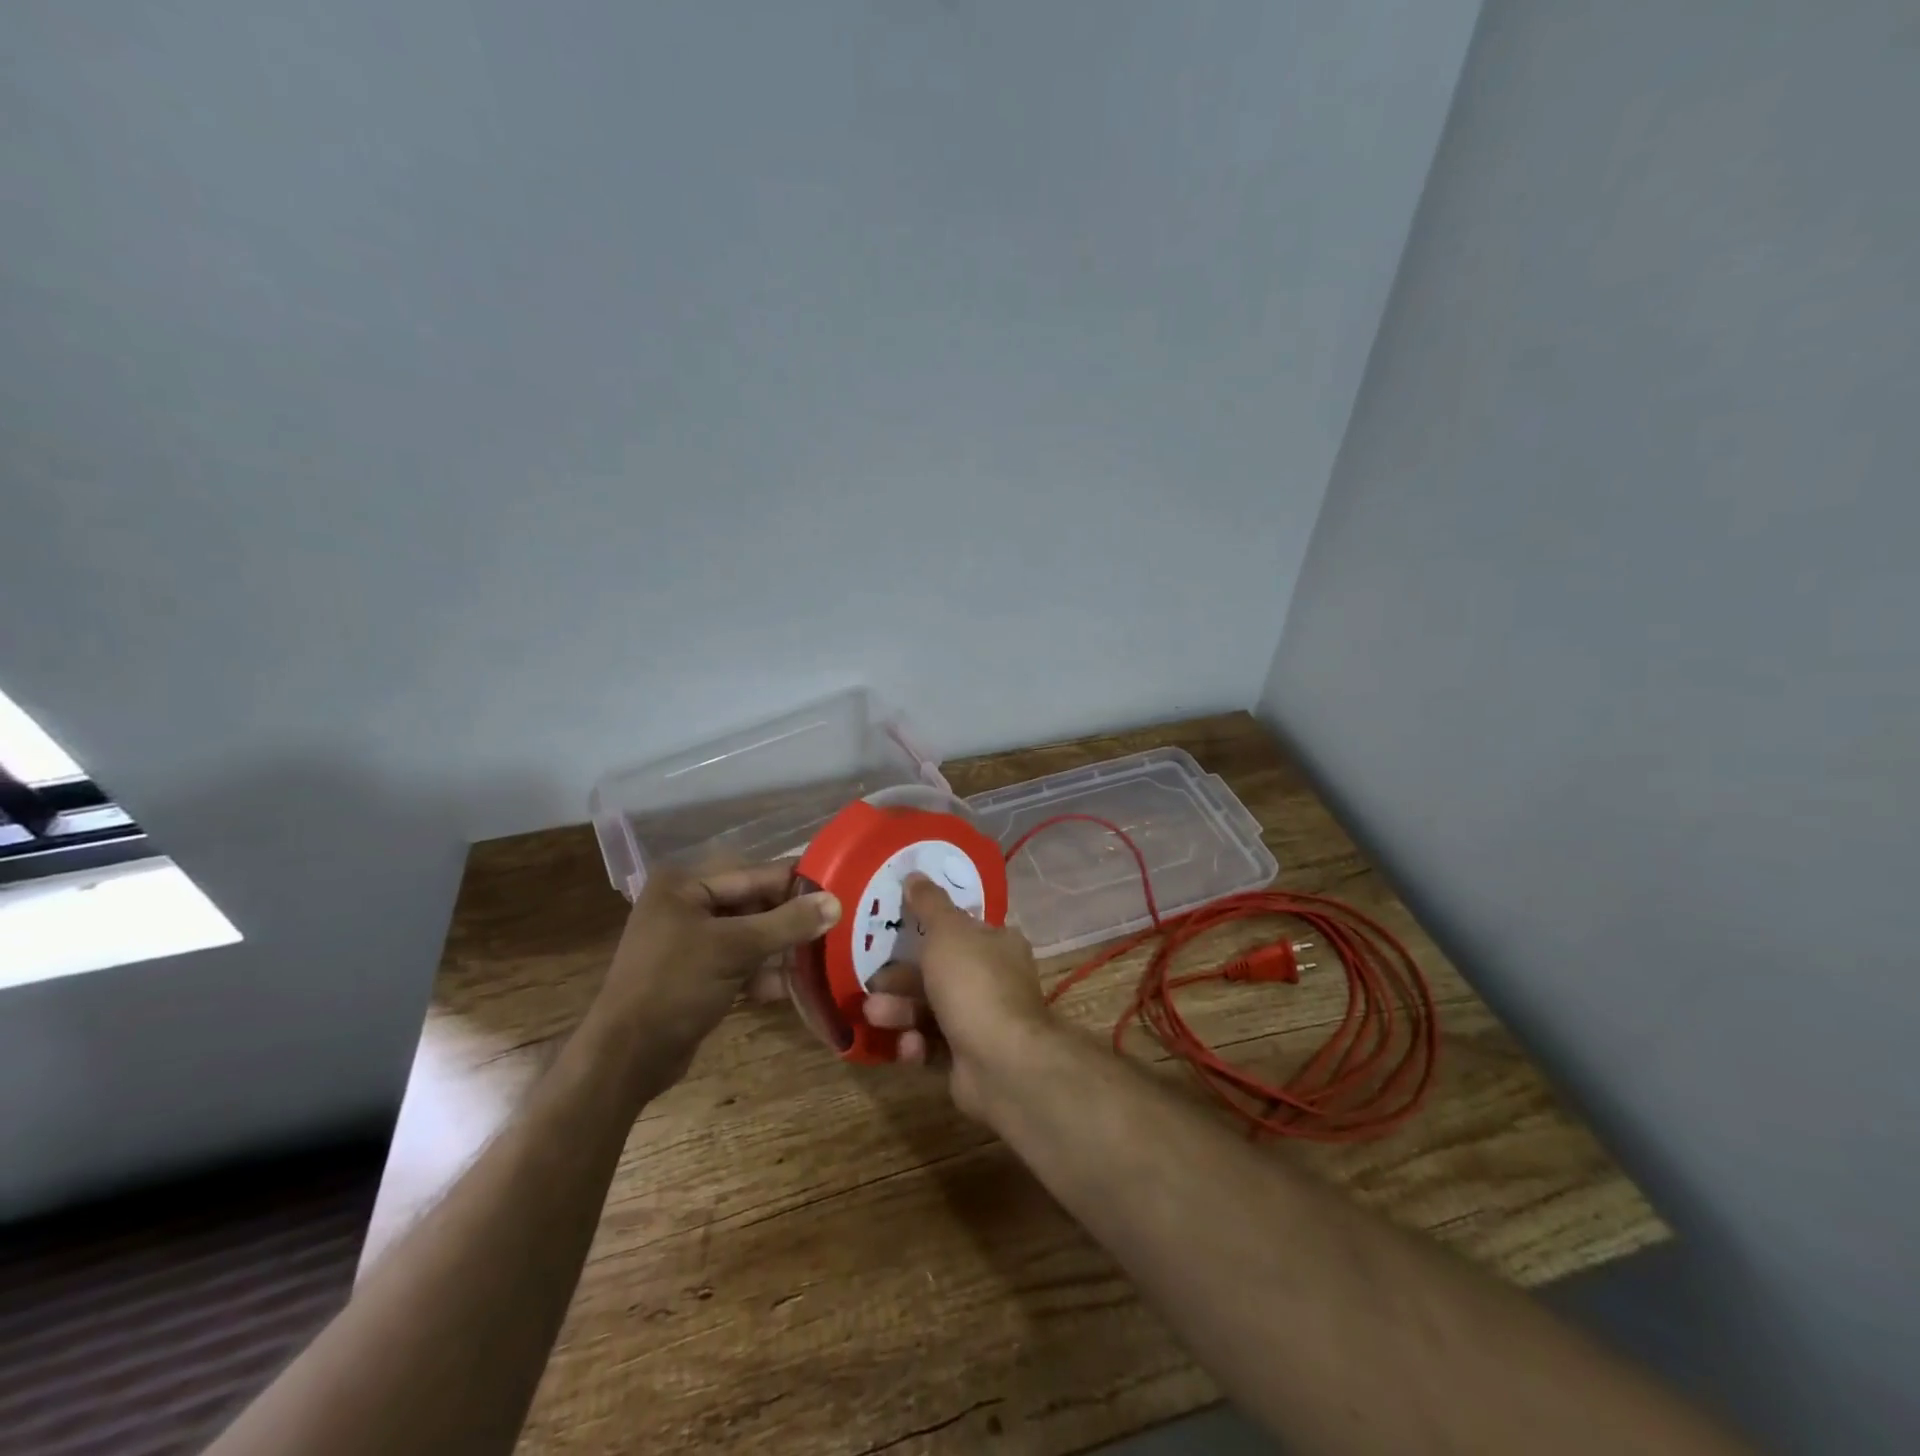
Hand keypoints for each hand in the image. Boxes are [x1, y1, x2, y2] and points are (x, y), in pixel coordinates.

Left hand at [593, 862, 840, 1083]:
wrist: (626, 1058)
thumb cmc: (674, 987)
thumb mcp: (735, 948)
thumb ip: (787, 923)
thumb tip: (836, 902)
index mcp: (684, 885)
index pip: (754, 874)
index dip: (796, 883)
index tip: (839, 889)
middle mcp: (685, 905)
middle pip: (753, 905)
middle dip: (791, 920)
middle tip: (835, 926)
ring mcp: (689, 942)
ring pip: (750, 936)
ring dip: (782, 949)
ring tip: (823, 957)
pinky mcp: (696, 974)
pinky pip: (739, 962)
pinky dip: (763, 973)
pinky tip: (793, 987)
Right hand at [862, 873, 1052, 1118]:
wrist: (1002, 1062)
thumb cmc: (974, 984)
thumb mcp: (947, 931)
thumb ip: (929, 903)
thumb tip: (915, 873)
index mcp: (998, 944)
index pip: (961, 929)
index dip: (928, 929)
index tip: (895, 931)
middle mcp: (995, 979)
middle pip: (940, 972)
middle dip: (902, 978)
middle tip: (872, 981)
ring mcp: (984, 1021)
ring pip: (932, 1010)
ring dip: (900, 1011)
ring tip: (873, 1015)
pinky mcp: (970, 1058)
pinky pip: (935, 1045)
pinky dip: (917, 1044)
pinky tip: (908, 1046)